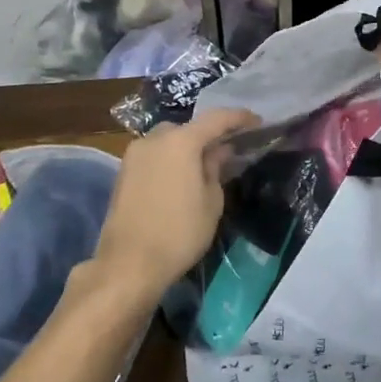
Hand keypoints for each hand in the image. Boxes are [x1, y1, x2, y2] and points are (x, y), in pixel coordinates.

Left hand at [92, 109, 259, 304]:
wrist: (128, 264)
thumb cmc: (179, 233)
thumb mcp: (211, 202)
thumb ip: (215, 169)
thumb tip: (219, 151)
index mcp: (181, 141)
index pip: (216, 119)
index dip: (239, 118)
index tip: (257, 121)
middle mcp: (154, 139)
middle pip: (188, 128)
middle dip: (208, 135)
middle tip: (227, 150)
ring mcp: (134, 154)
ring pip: (167, 140)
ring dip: (186, 147)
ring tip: (203, 166)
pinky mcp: (123, 172)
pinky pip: (154, 155)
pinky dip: (170, 159)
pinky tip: (180, 178)